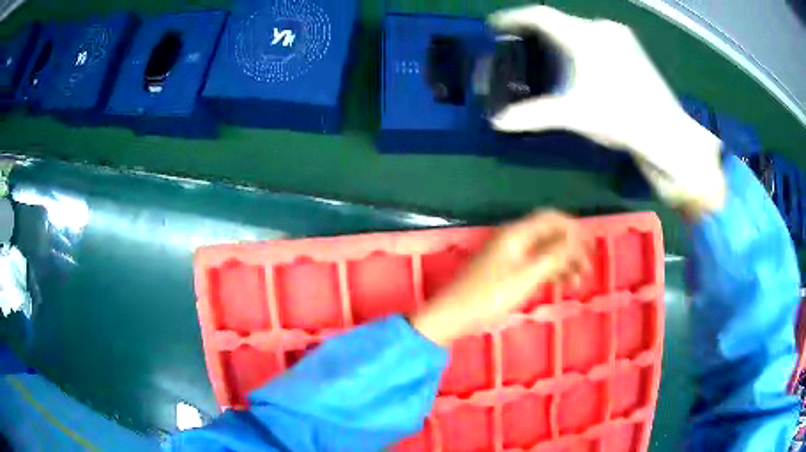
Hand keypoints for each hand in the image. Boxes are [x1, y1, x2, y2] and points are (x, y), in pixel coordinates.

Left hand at [410, 211, 588, 345]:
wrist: (455, 314)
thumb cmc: (492, 294)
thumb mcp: (528, 274)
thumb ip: (554, 253)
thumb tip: (577, 235)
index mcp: (517, 233)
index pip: (551, 218)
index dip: (573, 228)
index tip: (590, 246)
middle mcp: (514, 239)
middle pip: (549, 235)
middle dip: (571, 249)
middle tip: (588, 268)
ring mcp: (510, 255)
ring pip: (543, 252)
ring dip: (562, 263)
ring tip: (578, 282)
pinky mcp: (507, 271)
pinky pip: (534, 265)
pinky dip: (549, 272)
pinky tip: (561, 284)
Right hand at [489, 6, 725, 213]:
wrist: (666, 133)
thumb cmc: (619, 118)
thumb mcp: (573, 115)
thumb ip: (533, 115)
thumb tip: (499, 122)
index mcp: (583, 36)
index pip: (539, 16)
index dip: (514, 18)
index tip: (497, 25)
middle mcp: (601, 28)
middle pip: (560, 22)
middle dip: (540, 33)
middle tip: (524, 47)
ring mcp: (620, 36)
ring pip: (580, 29)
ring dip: (563, 39)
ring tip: (552, 57)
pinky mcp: (633, 48)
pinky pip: (597, 37)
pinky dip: (583, 45)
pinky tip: (584, 64)